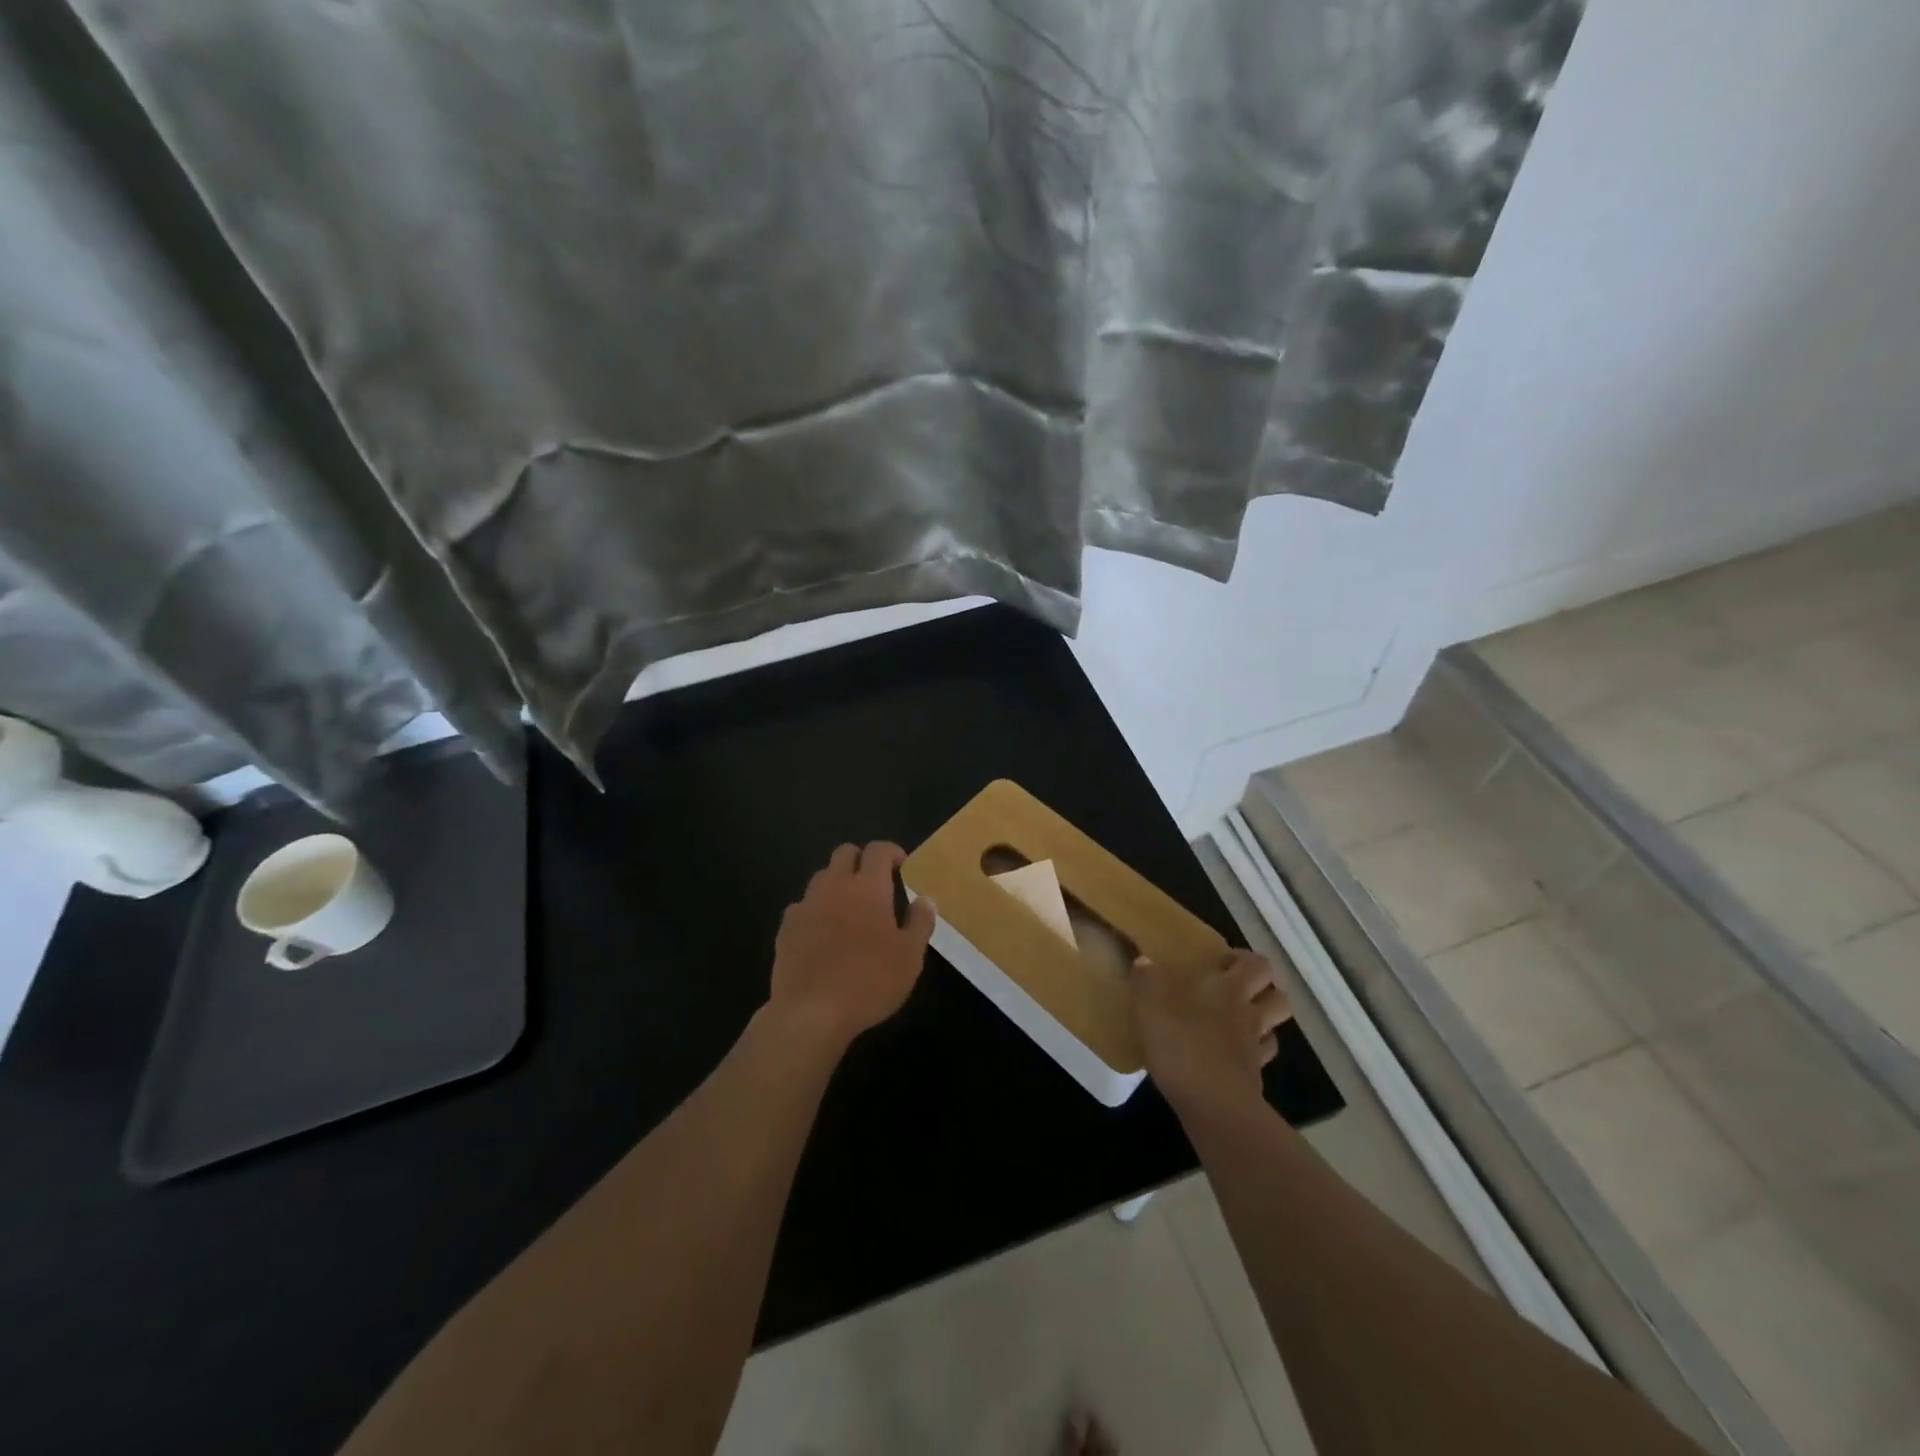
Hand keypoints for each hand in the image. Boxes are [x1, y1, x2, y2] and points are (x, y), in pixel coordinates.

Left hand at [767, 842, 935, 1052]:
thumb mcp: (910, 957)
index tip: (902, 866)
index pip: (878, 850)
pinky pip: (803, 905)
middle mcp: (835, 886)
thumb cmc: (870, 982)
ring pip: (822, 877)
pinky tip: (823, 934)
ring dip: (838, 883)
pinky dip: (816, 910)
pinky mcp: (786, 928)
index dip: (892, 851)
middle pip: (845, 852)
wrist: (810, 1013)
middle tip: (876, 883)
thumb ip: (920, 922)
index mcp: (868, 887)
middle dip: (861, 860)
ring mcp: (806, 905)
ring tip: (850, 909)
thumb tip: (925, 899)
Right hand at [1131, 949, 1291, 1113]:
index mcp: (1229, 990)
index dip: (1247, 960)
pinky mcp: (1253, 1079)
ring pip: (1275, 1028)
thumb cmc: (1183, 1046)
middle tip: (1235, 988)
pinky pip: (1261, 1058)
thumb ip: (1147, 981)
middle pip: (1278, 996)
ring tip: (1236, 1020)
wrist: (1214, 1107)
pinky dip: (1252, 1052)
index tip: (1224, 962)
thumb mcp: (1151, 1008)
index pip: (1258, 965)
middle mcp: (1249, 1014)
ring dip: (1263, 1020)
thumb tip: (1144, 961)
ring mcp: (1255, 1049)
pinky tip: (1231, 1054)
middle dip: (1264, 989)